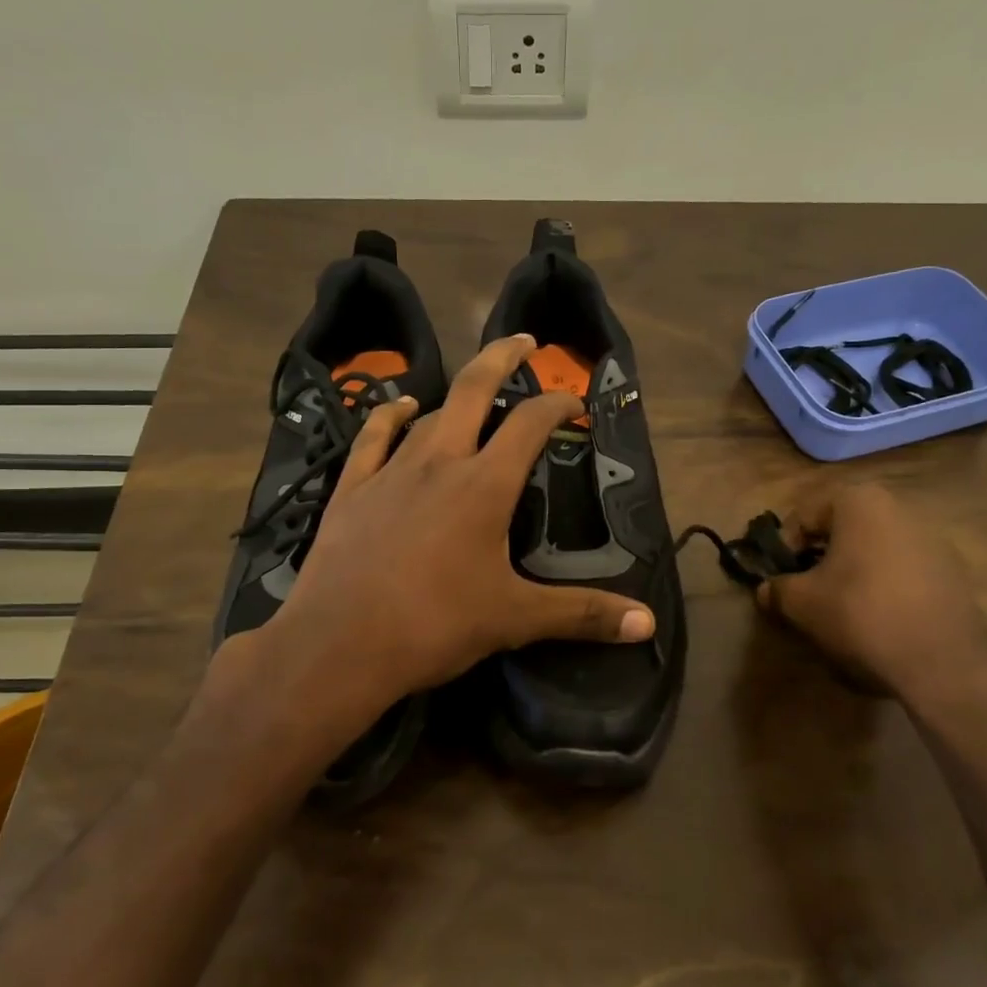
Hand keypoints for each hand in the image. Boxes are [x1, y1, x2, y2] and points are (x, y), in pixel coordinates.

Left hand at [210, 336, 654, 768]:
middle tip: (524, 341)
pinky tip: (400, 406)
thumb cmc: (434, 626)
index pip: (529, 425)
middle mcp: (439, 463)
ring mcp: (390, 471)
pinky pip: (373, 437)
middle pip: (474, 391)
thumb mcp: (515, 619)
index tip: (574, 402)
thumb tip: (647, 623)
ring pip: (429, 415)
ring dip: (456, 395)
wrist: (339, 645)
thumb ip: (582, 613)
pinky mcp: (352, 489)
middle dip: (502, 359)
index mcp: (484, 486)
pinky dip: (390, 416)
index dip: (556, 404)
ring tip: (475, 388)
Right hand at [756, 482, 986, 711]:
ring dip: (851, 573)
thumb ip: (777, 589)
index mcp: (860, 502)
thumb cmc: (860, 614)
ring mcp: (932, 539)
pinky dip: (883, 588)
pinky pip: (902, 572)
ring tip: (841, 610)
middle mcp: (899, 508)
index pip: (805, 517)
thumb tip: (767, 590)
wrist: (942, 662)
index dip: (785, 549)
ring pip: (872, 551)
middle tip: (806, 593)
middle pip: (842, 531)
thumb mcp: (801, 602)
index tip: (781, 580)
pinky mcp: (953, 572)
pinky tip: (878, 620)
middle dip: (820, 559)